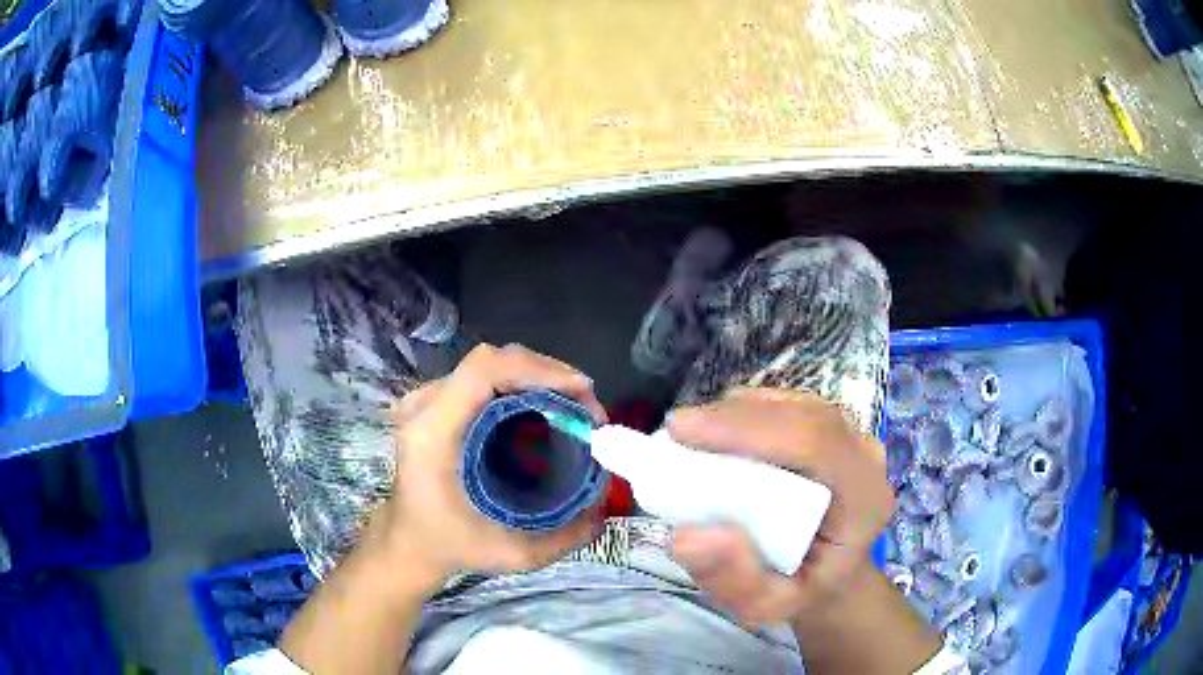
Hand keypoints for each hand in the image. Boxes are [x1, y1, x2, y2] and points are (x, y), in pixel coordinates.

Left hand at [369, 344, 607, 592]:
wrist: (407, 542)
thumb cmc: (450, 546)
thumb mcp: (511, 553)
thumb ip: (564, 538)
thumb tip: (606, 511)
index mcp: (434, 432)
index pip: (485, 370)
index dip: (539, 369)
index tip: (582, 391)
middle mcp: (426, 405)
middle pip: (492, 360)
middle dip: (548, 374)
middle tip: (587, 405)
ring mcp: (427, 400)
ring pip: (489, 365)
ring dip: (536, 377)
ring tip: (572, 405)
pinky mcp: (435, 403)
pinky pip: (483, 378)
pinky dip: (520, 384)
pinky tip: (543, 407)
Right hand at [667, 387, 893, 624]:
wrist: (832, 577)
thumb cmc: (803, 592)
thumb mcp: (766, 607)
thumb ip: (732, 579)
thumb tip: (684, 536)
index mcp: (864, 499)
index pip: (815, 442)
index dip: (748, 429)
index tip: (683, 432)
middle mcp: (865, 457)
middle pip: (804, 414)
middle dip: (736, 416)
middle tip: (677, 430)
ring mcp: (852, 437)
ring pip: (795, 404)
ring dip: (740, 412)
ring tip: (693, 434)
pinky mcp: (832, 429)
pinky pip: (789, 407)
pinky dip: (748, 413)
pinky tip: (719, 433)